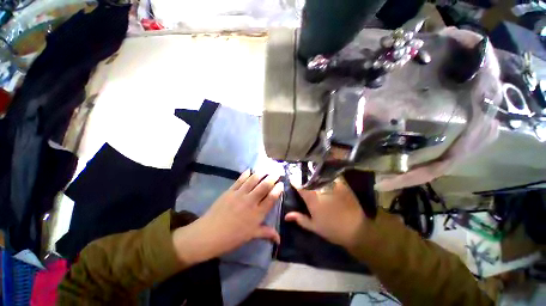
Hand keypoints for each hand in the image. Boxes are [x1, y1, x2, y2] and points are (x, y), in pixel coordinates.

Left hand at [172, 170, 282, 264]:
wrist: (209, 234)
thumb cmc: (232, 237)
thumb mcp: (251, 236)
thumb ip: (266, 233)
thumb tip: (279, 239)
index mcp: (257, 213)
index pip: (271, 198)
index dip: (278, 189)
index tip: (281, 184)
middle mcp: (250, 201)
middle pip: (264, 186)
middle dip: (272, 178)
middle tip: (277, 172)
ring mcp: (240, 194)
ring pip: (253, 180)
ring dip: (261, 173)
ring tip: (266, 169)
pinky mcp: (230, 191)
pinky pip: (239, 180)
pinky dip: (245, 174)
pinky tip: (249, 170)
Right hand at [285, 178, 366, 249]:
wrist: (356, 230)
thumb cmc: (332, 229)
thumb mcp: (314, 226)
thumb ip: (300, 219)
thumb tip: (286, 216)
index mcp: (312, 198)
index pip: (300, 186)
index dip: (294, 180)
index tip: (291, 177)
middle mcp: (321, 189)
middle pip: (309, 178)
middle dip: (303, 175)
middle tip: (299, 173)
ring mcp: (332, 185)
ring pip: (320, 174)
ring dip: (313, 173)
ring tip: (310, 170)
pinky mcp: (342, 184)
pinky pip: (332, 175)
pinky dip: (326, 174)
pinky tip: (323, 173)